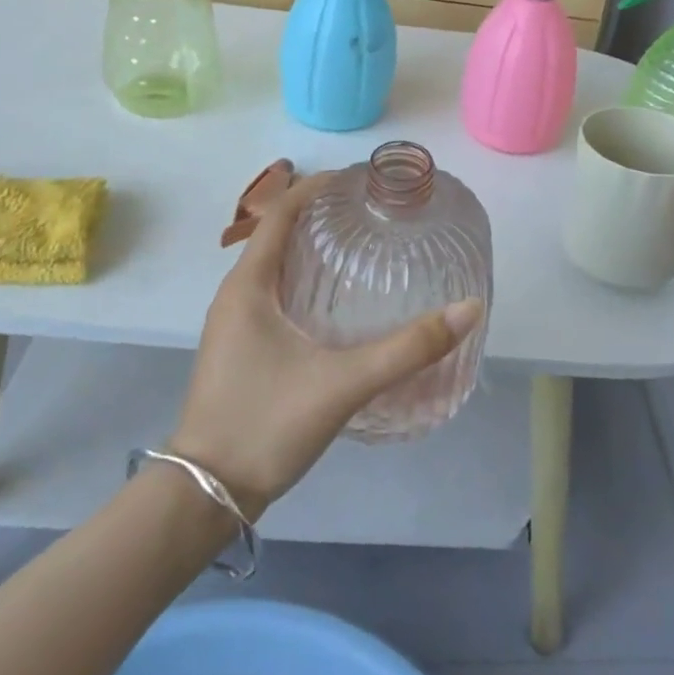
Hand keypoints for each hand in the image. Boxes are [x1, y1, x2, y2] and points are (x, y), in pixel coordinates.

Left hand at [170, 173, 484, 521]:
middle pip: (277, 233)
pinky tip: (336, 300)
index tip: (357, 178)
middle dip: (320, 214)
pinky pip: (273, 293)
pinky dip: (304, 278)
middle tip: (370, 210)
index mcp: (248, 286)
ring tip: (360, 244)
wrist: (205, 496)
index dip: (315, 186)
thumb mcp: (343, 384)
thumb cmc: (265, 425)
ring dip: (311, 247)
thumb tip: (468, 309)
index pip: (280, 213)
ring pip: (274, 266)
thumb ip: (407, 348)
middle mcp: (236, 295)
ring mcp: (234, 323)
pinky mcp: (241, 348)